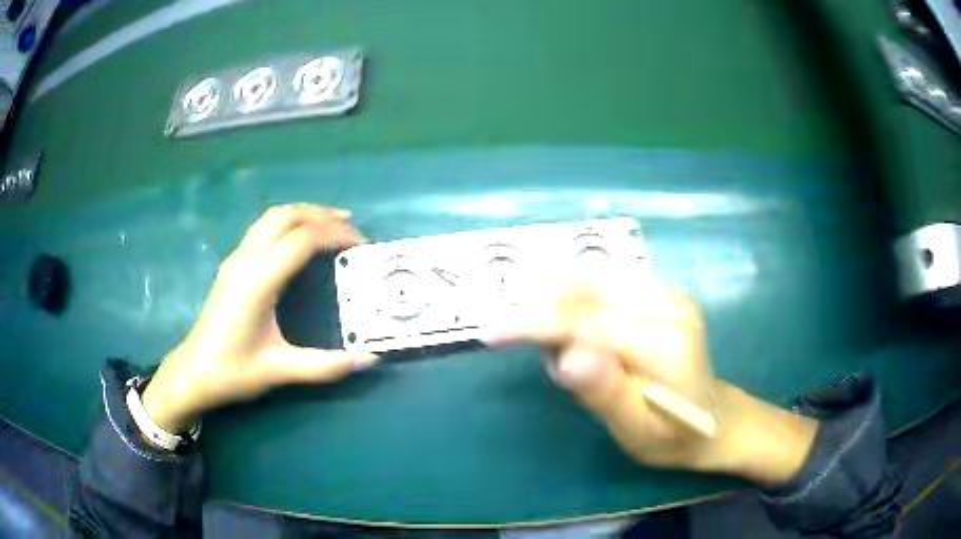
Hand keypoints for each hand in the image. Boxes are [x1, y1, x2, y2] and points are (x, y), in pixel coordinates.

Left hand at [142, 205, 378, 433]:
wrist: (194, 372)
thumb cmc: (233, 370)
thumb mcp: (281, 369)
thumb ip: (326, 365)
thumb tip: (370, 359)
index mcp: (259, 278)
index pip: (303, 239)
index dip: (336, 235)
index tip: (362, 245)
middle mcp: (246, 258)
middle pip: (287, 216)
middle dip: (321, 214)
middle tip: (351, 225)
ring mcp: (236, 258)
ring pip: (272, 217)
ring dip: (303, 214)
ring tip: (330, 223)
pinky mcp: (232, 264)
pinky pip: (263, 227)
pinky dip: (288, 223)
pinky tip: (299, 240)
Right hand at [488, 267, 817, 484]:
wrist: (716, 421)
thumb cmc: (672, 438)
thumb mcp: (636, 432)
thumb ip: (605, 393)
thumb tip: (567, 355)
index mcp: (665, 344)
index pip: (586, 320)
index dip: (535, 322)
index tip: (493, 332)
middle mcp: (669, 304)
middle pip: (587, 288)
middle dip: (546, 313)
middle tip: (546, 360)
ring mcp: (669, 293)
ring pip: (593, 277)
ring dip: (561, 304)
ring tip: (568, 353)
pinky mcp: (663, 292)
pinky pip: (606, 282)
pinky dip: (579, 300)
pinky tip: (584, 333)